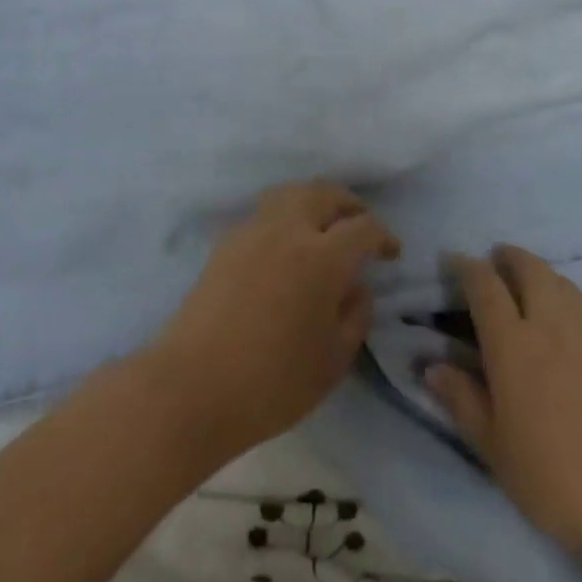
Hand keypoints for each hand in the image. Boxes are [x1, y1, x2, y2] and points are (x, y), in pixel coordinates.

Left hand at [149, 182, 399, 462]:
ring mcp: (251, 232)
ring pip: (289, 193)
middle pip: (324, 193)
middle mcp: (287, 231)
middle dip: (349, 204)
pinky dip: (283, 216)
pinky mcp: (224, 244)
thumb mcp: (333, 361)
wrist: (190, 388)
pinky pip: (263, 213)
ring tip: (322, 225)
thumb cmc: (271, 383)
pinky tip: (284, 246)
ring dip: (313, 201)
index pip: (363, 228)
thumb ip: (355, 316)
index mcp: (322, 257)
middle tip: (359, 224)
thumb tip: (357, 288)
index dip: (383, 236)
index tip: (391, 253)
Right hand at [426, 246, 581, 581]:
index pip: (485, 286)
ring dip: (540, 274)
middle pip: (530, 269)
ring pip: (562, 283)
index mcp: (514, 345)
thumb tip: (432, 366)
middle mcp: (552, 325)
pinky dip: (567, 300)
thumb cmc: (557, 482)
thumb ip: (462, 400)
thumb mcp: (495, 449)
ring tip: (529, 287)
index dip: (466, 267)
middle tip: (495, 261)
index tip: (454, 262)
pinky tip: (566, 326)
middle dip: (509, 257)